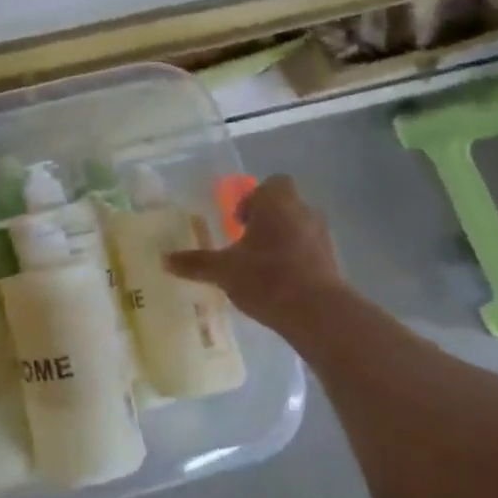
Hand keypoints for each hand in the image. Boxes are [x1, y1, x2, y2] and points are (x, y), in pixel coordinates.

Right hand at [166, 175, 349, 328]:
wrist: (318, 313)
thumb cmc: (267, 277)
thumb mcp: (223, 270)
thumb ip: (195, 262)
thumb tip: (164, 259)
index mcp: (276, 203)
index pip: (272, 184)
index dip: (254, 198)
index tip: (238, 222)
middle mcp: (303, 212)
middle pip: (285, 205)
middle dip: (265, 221)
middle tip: (245, 243)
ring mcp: (322, 237)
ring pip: (299, 228)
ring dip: (282, 240)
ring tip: (260, 266)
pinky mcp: (333, 262)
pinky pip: (310, 251)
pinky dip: (296, 261)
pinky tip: (279, 283)